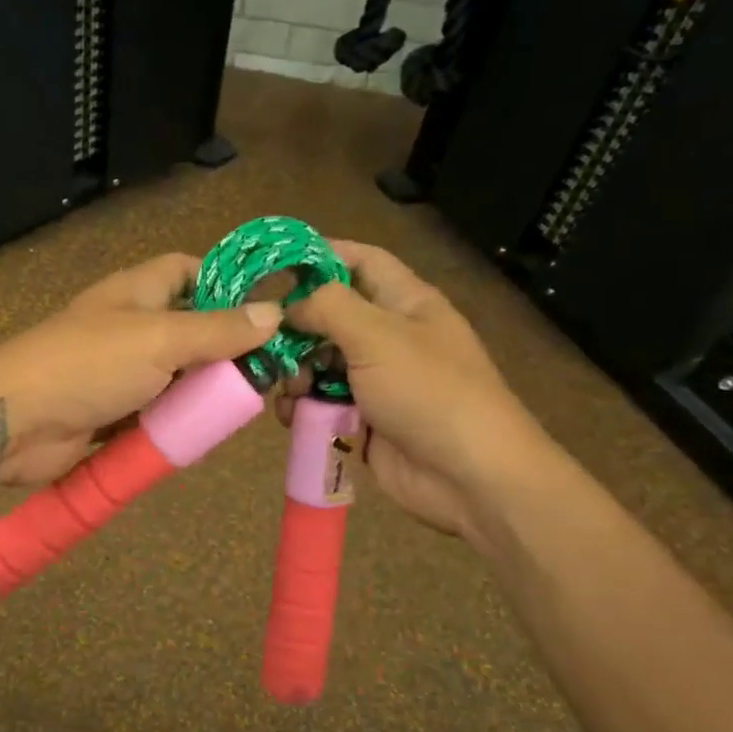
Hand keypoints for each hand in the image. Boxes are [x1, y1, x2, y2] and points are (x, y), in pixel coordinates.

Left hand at [0, 253, 280, 487]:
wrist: (14, 422)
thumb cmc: (88, 365)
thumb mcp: (160, 339)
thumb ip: (217, 330)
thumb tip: (274, 314)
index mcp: (137, 292)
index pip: (188, 270)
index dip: (226, 281)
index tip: (267, 308)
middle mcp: (130, 327)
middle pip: (189, 328)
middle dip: (225, 349)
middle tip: (269, 372)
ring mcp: (119, 373)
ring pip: (175, 377)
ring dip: (204, 392)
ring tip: (247, 407)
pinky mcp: (112, 414)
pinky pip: (155, 414)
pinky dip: (177, 423)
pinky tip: (207, 434)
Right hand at [282, 241, 548, 539]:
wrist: (468, 476)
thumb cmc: (428, 391)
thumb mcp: (378, 335)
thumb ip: (327, 307)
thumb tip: (289, 304)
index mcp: (407, 303)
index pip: (361, 261)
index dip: (321, 254)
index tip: (273, 263)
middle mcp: (391, 337)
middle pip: (331, 317)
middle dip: (296, 327)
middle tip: (264, 340)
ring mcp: (377, 382)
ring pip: (320, 364)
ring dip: (295, 373)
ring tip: (287, 387)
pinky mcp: (364, 420)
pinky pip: (323, 404)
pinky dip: (303, 407)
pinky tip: (290, 415)